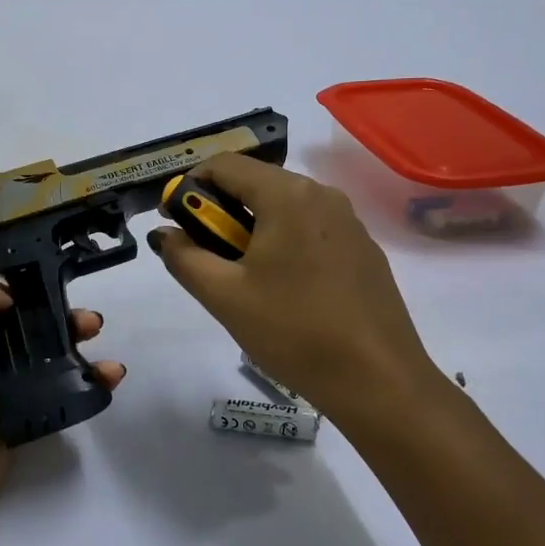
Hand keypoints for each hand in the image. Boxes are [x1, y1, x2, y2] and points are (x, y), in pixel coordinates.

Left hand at [0, 260, 123, 545]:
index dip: (14, 284)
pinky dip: (83, 383)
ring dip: (73, 344)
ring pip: (39, 357)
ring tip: (98, 337)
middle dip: (55, 314)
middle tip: (86, 318)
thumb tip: (5, 297)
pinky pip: (52, 395)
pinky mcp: (13, 423)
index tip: (48, 280)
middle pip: (17, 324)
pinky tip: (109, 375)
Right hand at [150, 154, 439, 425]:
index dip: (190, 186)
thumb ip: (185, 257)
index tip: (175, 222)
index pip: (224, 165)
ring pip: (284, 206)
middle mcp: (322, 194)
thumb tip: (165, 234)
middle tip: (204, 253)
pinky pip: (311, 228)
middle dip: (220, 210)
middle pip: (256, 182)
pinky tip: (283, 288)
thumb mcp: (224, 297)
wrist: (379, 381)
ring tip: (240, 275)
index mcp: (287, 195)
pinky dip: (284, 241)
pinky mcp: (364, 249)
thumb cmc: (293, 331)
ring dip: (251, 227)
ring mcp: (349, 221)